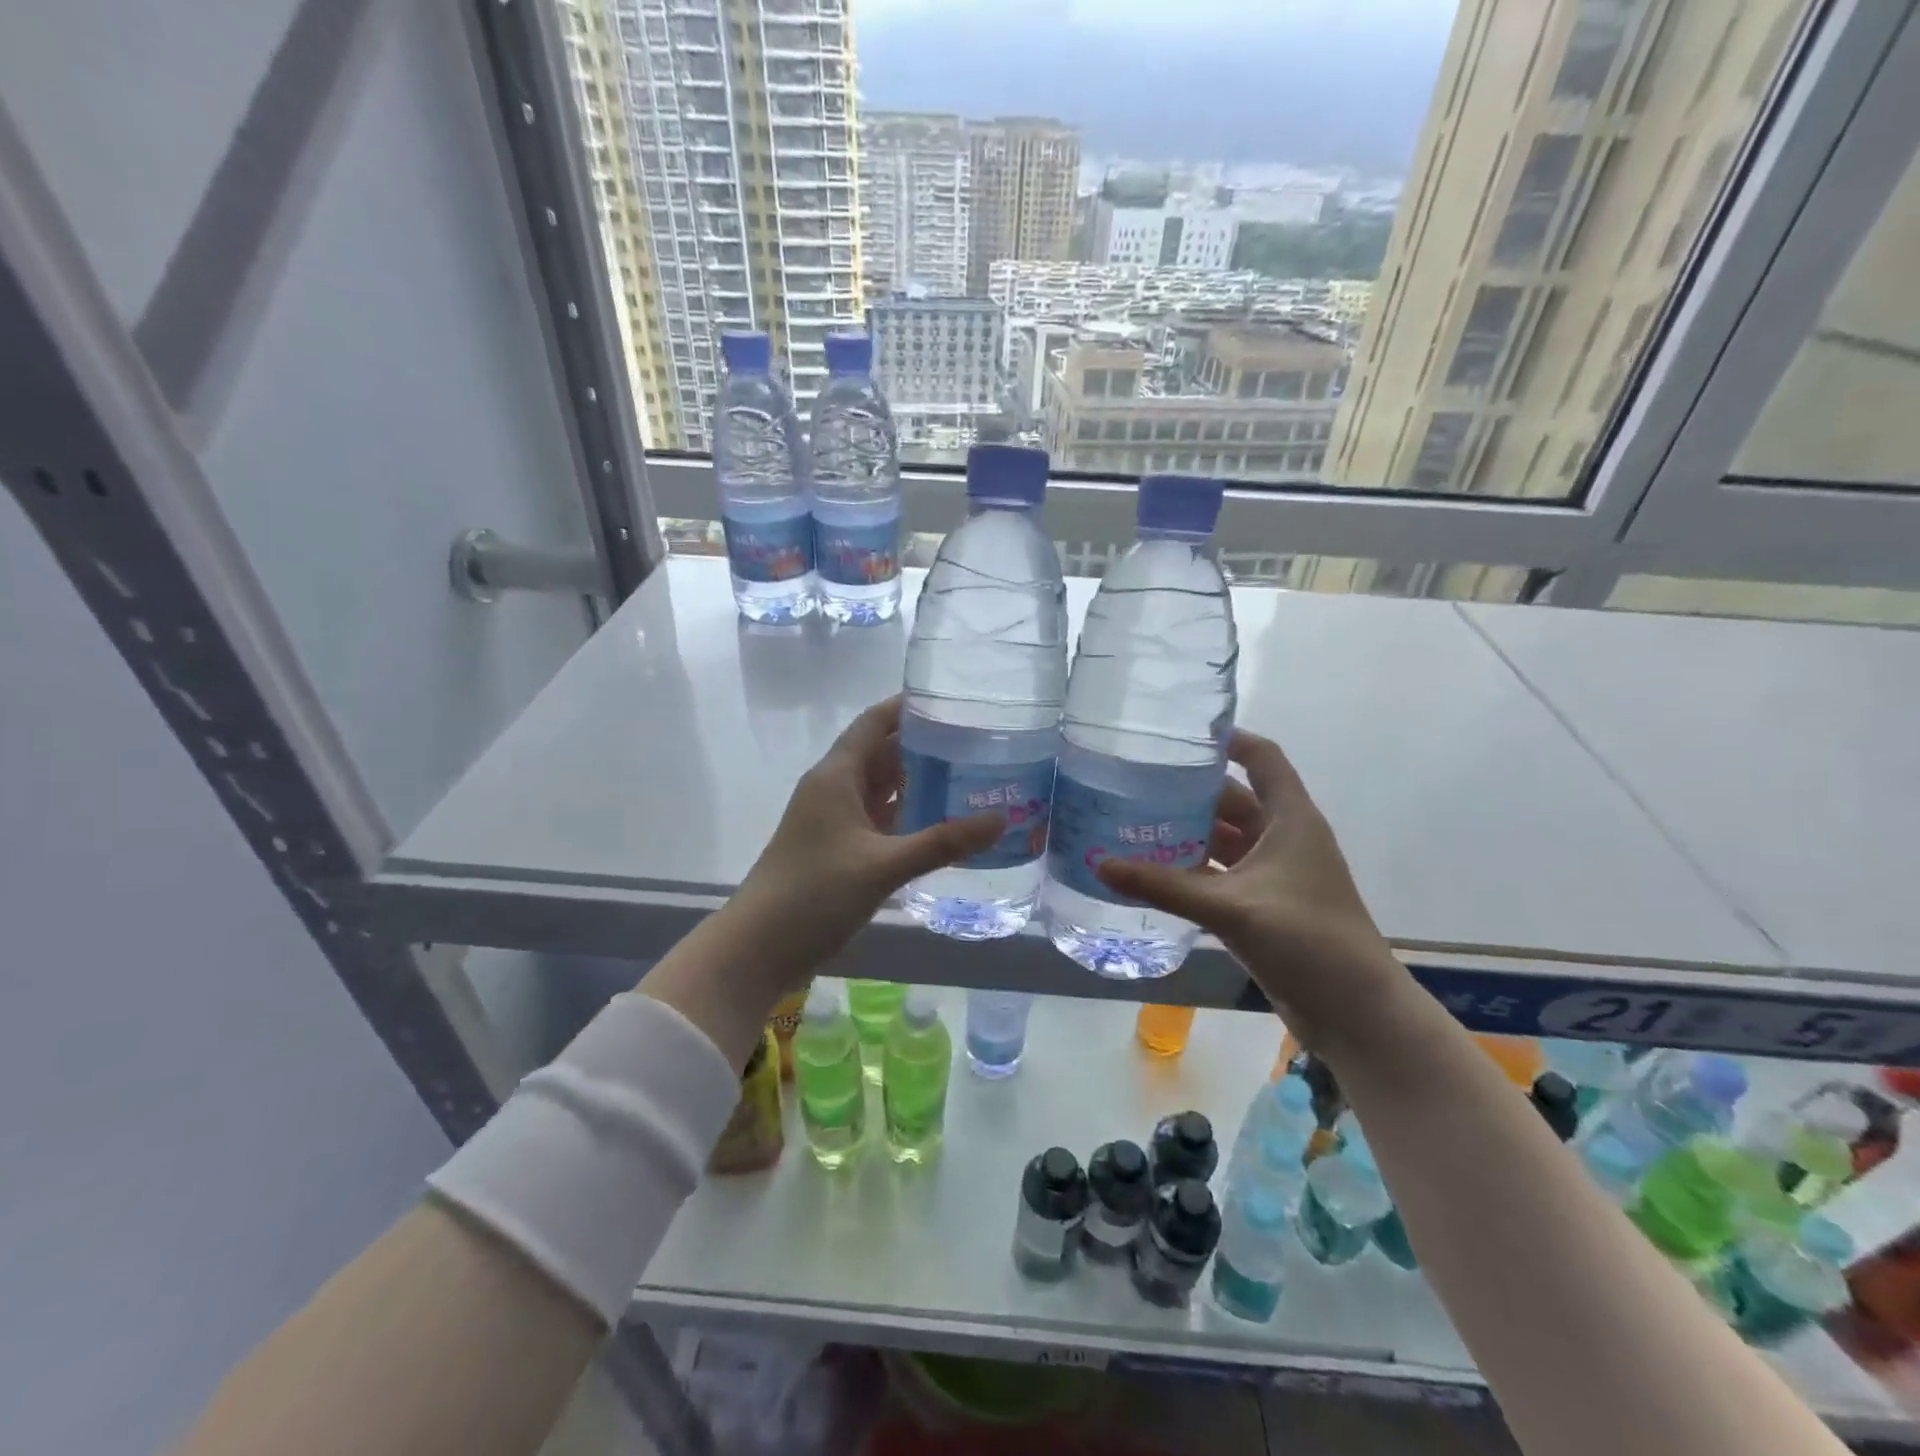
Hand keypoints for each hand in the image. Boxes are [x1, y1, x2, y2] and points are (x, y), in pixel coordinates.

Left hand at [729, 694, 1002, 983]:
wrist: (759, 948)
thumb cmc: (815, 893)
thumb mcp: (884, 865)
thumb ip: (943, 842)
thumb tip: (1001, 819)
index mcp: (837, 775)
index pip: (875, 722)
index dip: (910, 707)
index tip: (954, 701)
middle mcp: (834, 788)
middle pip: (882, 752)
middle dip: (925, 746)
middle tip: (977, 742)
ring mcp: (835, 819)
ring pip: (881, 788)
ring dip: (918, 782)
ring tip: (969, 776)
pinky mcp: (838, 848)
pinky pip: (879, 818)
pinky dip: (907, 815)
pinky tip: (941, 822)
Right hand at [1098, 728, 1407, 1045]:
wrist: (1355, 1013)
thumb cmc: (1307, 940)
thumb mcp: (1231, 907)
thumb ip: (1164, 886)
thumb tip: (1100, 865)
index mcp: (1291, 819)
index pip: (1262, 758)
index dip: (1227, 739)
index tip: (1179, 732)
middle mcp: (1283, 838)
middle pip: (1233, 799)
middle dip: (1188, 792)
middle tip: (1135, 783)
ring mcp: (1274, 875)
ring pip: (1224, 840)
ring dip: (1187, 834)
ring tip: (1133, 824)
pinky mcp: (1264, 906)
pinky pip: (1221, 875)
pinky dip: (1192, 871)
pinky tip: (1153, 873)